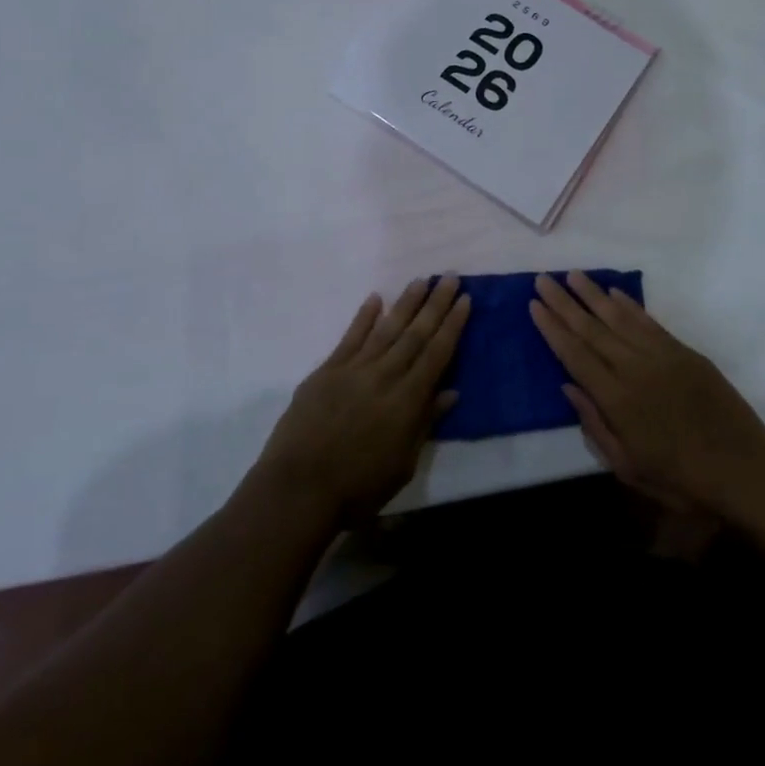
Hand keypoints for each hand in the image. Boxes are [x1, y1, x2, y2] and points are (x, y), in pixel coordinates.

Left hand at [254, 277, 469, 526]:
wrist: (299, 489)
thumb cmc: (357, 488)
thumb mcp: (403, 464)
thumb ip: (425, 423)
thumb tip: (451, 392)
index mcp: (407, 400)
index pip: (437, 354)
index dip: (453, 325)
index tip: (465, 299)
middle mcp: (384, 376)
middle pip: (415, 333)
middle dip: (435, 304)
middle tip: (449, 276)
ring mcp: (354, 369)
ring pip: (386, 328)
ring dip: (406, 303)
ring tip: (421, 280)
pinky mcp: (327, 371)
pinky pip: (350, 337)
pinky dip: (364, 317)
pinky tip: (376, 299)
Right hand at [530, 272, 764, 516]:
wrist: (744, 468)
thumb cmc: (682, 479)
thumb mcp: (629, 468)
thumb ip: (596, 426)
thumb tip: (569, 387)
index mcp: (617, 400)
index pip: (575, 355)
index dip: (552, 329)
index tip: (534, 305)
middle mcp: (634, 369)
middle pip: (591, 329)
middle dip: (564, 303)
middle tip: (543, 279)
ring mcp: (661, 356)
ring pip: (619, 318)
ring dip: (593, 295)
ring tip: (572, 275)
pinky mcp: (684, 352)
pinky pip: (649, 322)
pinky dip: (630, 306)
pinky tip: (614, 293)